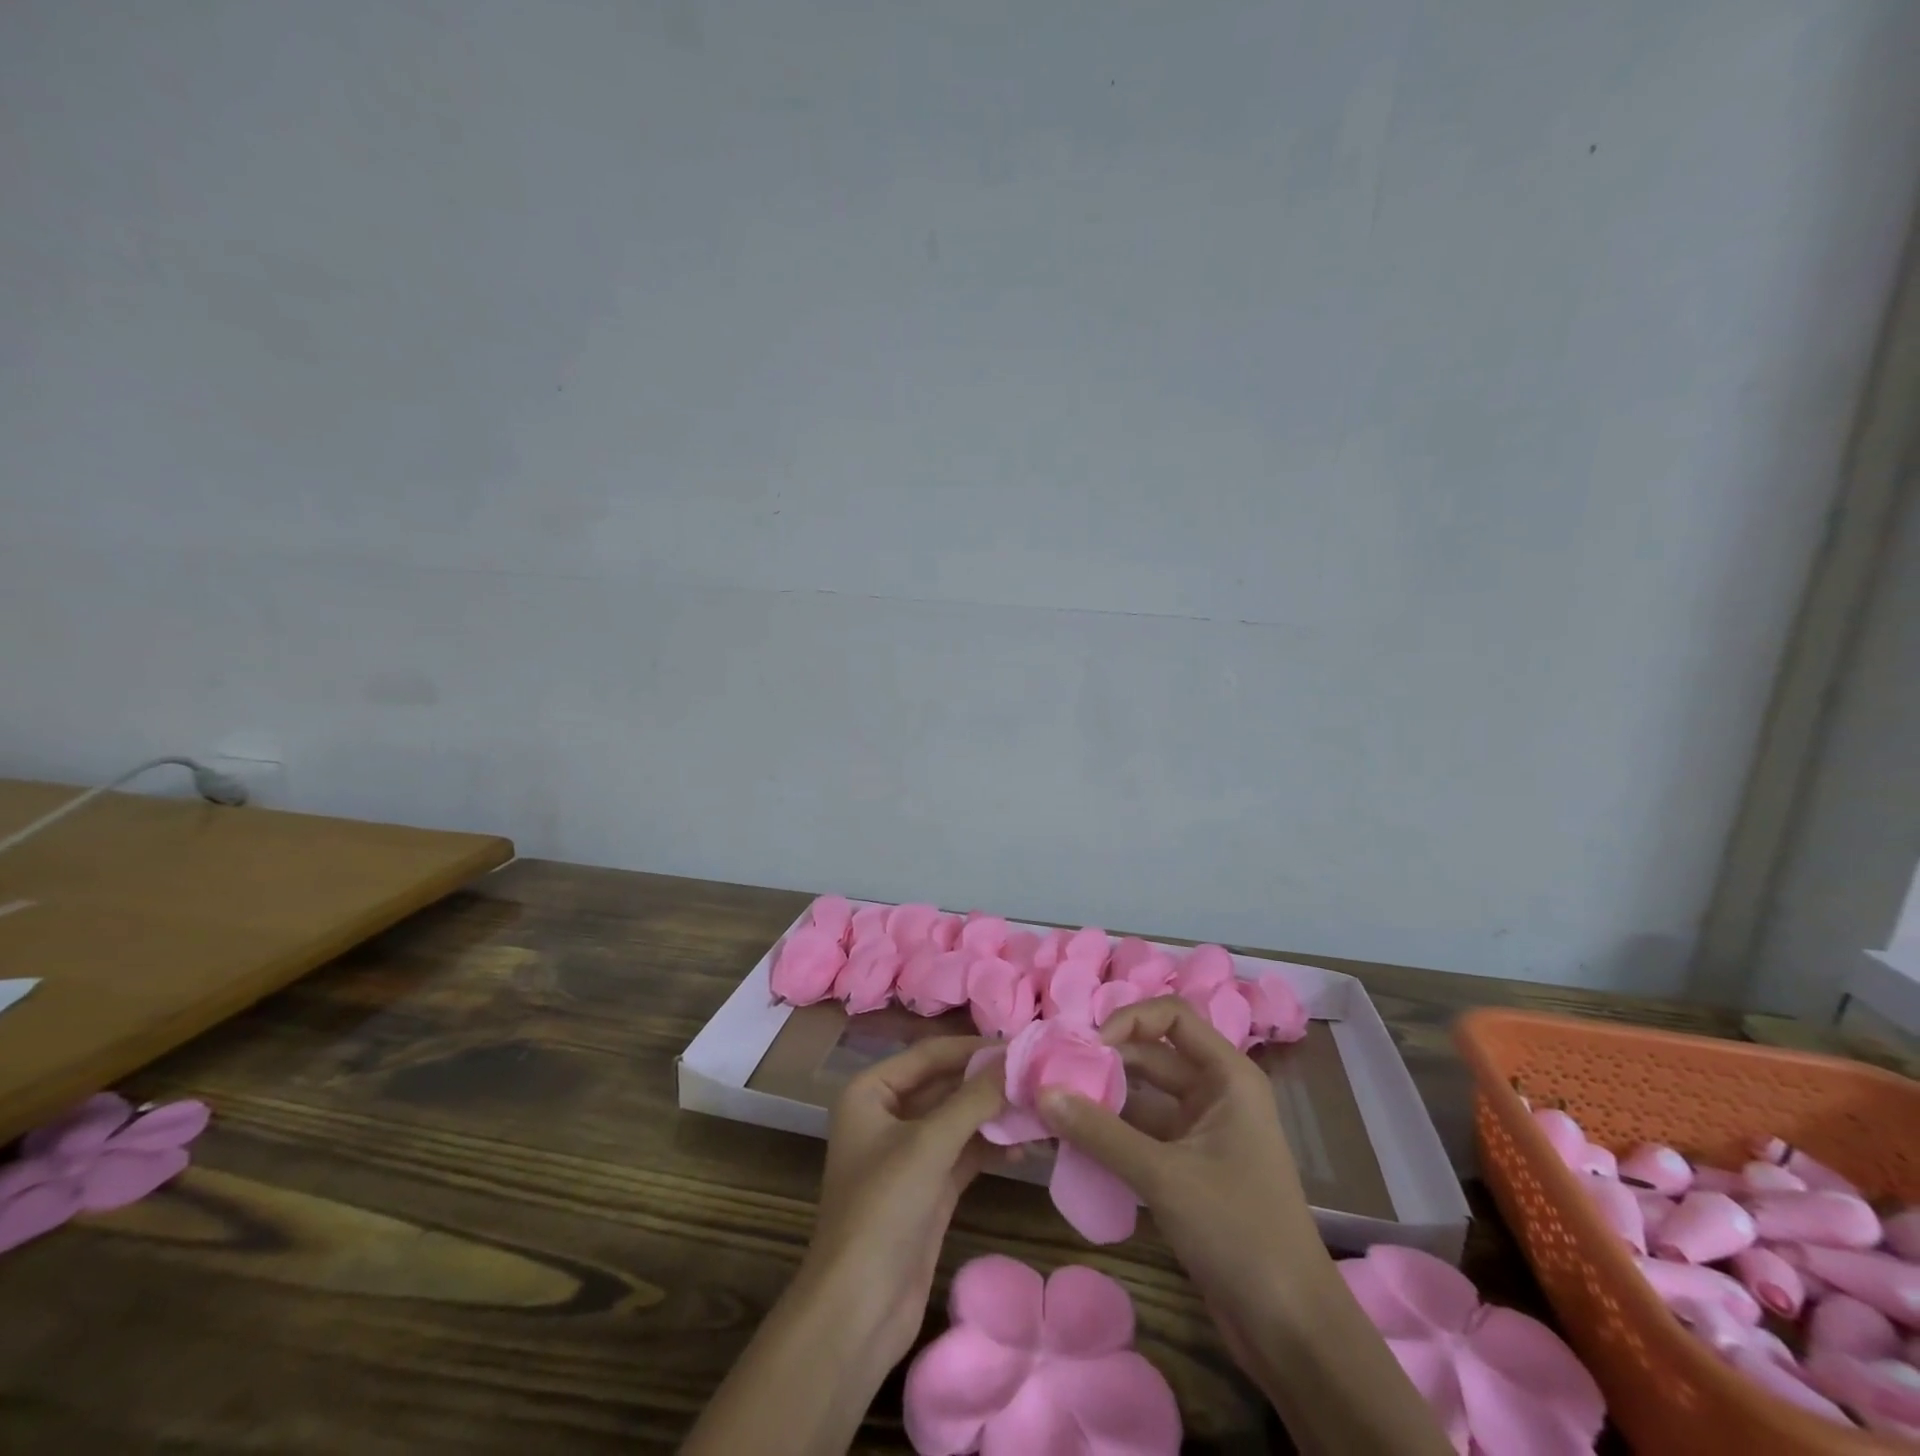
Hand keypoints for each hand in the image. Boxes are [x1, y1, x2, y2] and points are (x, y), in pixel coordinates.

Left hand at [804, 1035, 1006, 1367]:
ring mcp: (908, 1153)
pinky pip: (964, 1152)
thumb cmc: (882, 1210)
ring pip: (958, 1120)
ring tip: (1040, 1109)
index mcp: (871, 1091)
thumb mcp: (929, 1145)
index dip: (974, 1048)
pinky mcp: (928, 1187)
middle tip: (1038, 1075)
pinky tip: (1026, 1147)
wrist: (858, 1311)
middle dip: (988, 1083)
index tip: (1022, 1044)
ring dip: (995, 1116)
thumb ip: (973, 1099)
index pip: (930, 1054)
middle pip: (945, 1085)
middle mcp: (887, 1114)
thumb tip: (1014, 1059)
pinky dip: (991, 1147)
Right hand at [1034, 996, 1322, 1373]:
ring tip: (1053, 1107)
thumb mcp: (1164, 1176)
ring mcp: (1202, 1132)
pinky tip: (1073, 1143)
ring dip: (1103, 1101)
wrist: (1292, 1330)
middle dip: (1105, 1062)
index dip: (1129, 1020)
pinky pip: (1142, 1135)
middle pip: (1152, 1055)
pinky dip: (1111, 1135)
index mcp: (1227, 1076)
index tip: (1090, 1048)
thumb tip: (1042, 1092)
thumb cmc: (1238, 1231)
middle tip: (1055, 1077)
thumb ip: (1100, 1132)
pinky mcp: (1189, 1168)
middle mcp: (1215, 1093)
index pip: (1172, 1015)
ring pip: (1143, 1098)